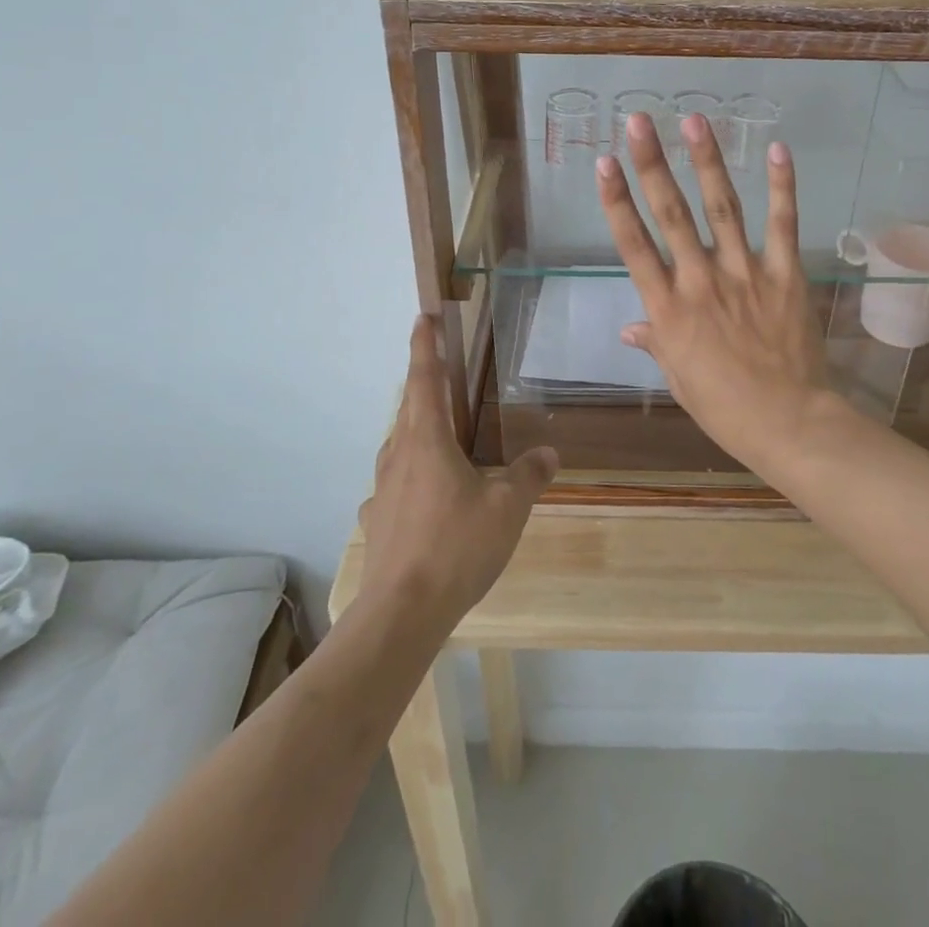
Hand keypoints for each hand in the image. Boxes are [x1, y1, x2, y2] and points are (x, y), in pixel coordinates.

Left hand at [359, 317, 557, 631]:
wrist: (401, 612)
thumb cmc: (456, 546)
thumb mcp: (508, 508)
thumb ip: (529, 475)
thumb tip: (549, 452)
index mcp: (427, 440)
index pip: (425, 379)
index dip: (425, 345)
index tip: (422, 316)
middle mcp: (399, 456)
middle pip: (409, 407)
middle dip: (422, 381)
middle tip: (438, 367)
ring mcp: (382, 490)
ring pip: (399, 445)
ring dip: (415, 428)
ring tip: (435, 431)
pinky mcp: (378, 520)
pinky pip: (394, 484)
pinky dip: (409, 475)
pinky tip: (422, 496)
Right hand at [595, 111, 832, 464]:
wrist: (789, 423)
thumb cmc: (725, 407)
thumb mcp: (679, 379)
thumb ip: (656, 342)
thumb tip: (628, 328)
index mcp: (669, 309)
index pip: (634, 245)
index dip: (616, 201)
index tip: (604, 163)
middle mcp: (701, 281)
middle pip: (671, 214)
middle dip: (652, 164)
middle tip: (638, 121)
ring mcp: (745, 274)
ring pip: (722, 208)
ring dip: (707, 162)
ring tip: (694, 121)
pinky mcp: (784, 275)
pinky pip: (782, 225)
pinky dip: (781, 187)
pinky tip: (777, 149)